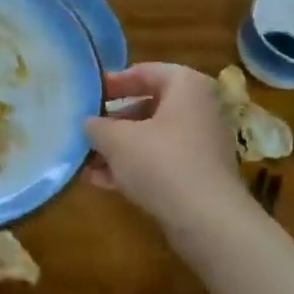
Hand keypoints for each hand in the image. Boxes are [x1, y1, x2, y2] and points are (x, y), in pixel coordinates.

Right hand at [82, 63, 244, 227]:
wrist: (208, 221)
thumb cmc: (161, 162)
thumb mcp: (116, 139)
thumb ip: (96, 126)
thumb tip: (88, 124)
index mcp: (185, 86)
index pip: (143, 72)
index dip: (112, 83)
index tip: (87, 96)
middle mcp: (198, 109)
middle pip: (147, 107)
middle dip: (112, 122)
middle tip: (84, 130)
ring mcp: (201, 144)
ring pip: (151, 138)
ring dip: (118, 148)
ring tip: (85, 161)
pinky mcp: (198, 176)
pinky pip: (160, 162)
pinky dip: (133, 168)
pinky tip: (101, 181)